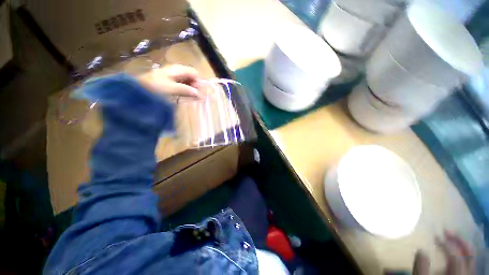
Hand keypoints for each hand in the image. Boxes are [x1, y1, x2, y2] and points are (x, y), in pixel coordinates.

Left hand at [137, 64, 203, 99]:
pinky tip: (185, 96)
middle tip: (197, 96)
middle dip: (195, 85)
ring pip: (186, 80)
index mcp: (177, 69)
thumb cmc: (154, 86)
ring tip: (192, 97)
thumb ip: (185, 89)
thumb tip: (198, 93)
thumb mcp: (171, 88)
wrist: (136, 88)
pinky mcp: (168, 82)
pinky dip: (185, 90)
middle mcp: (175, 71)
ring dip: (190, 88)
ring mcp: (171, 76)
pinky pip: (181, 84)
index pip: (193, 72)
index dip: (198, 81)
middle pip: (190, 76)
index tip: (199, 91)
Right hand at [413, 231, 474, 274]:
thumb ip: (421, 269)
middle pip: (469, 253)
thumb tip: (421, 250)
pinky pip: (469, 261)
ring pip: (471, 256)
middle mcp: (466, 274)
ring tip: (451, 236)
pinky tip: (455, 248)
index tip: (436, 236)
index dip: (447, 244)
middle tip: (446, 230)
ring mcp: (468, 274)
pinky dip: (463, 251)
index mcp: (456, 274)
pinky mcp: (466, 274)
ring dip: (461, 244)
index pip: (455, 256)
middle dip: (459, 239)